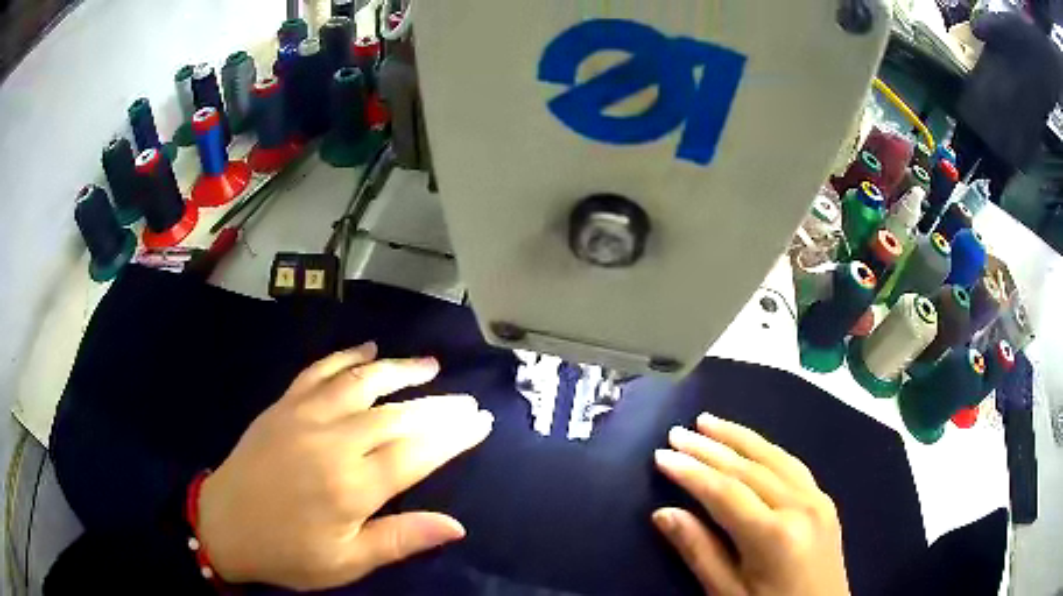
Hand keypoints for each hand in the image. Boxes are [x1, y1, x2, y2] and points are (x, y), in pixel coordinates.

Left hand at [196, 342, 493, 590]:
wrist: (224, 525)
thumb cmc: (288, 552)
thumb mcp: (346, 562)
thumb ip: (400, 539)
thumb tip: (456, 526)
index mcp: (351, 487)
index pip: (417, 453)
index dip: (453, 436)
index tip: (480, 422)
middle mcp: (332, 443)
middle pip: (397, 415)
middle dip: (438, 406)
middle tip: (467, 400)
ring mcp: (304, 417)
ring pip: (361, 383)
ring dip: (398, 370)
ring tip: (429, 366)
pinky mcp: (283, 405)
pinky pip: (318, 372)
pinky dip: (345, 357)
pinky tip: (366, 350)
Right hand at [653, 414, 848, 595]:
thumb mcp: (727, 593)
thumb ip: (699, 552)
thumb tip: (663, 513)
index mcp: (773, 535)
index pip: (725, 492)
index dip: (691, 472)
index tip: (661, 455)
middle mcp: (800, 506)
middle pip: (748, 468)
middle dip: (710, 447)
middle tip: (677, 431)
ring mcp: (818, 499)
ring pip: (774, 457)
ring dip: (739, 437)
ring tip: (709, 421)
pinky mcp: (825, 500)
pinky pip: (792, 465)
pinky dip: (766, 449)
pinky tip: (751, 444)